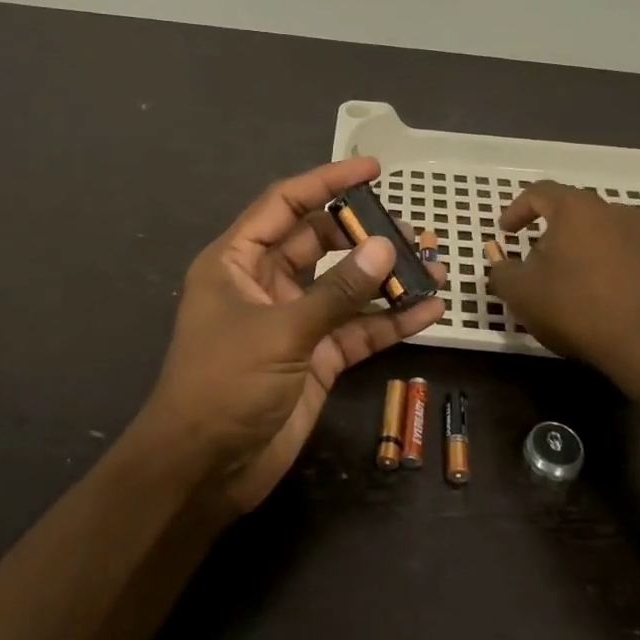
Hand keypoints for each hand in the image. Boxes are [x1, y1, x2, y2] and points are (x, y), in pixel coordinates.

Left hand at [137, 158, 445, 514]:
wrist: (205, 470)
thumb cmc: (224, 384)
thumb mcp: (280, 331)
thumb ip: (336, 291)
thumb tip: (385, 248)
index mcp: (237, 261)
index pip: (285, 205)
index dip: (327, 182)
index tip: (373, 169)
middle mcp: (265, 283)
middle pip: (321, 243)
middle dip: (365, 235)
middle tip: (412, 231)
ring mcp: (293, 322)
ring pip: (345, 288)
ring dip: (386, 279)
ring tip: (434, 267)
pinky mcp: (316, 359)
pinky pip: (357, 330)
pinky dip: (390, 321)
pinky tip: (429, 311)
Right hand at [486, 181, 639, 380]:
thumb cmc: (575, 307)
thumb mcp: (520, 292)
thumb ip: (501, 272)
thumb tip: (501, 265)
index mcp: (575, 208)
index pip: (538, 192)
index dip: (516, 210)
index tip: (504, 233)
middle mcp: (610, 211)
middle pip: (569, 209)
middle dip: (545, 229)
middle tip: (529, 257)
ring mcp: (638, 234)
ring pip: (594, 229)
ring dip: (572, 246)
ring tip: (559, 276)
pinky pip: (615, 249)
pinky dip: (595, 261)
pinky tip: (588, 291)